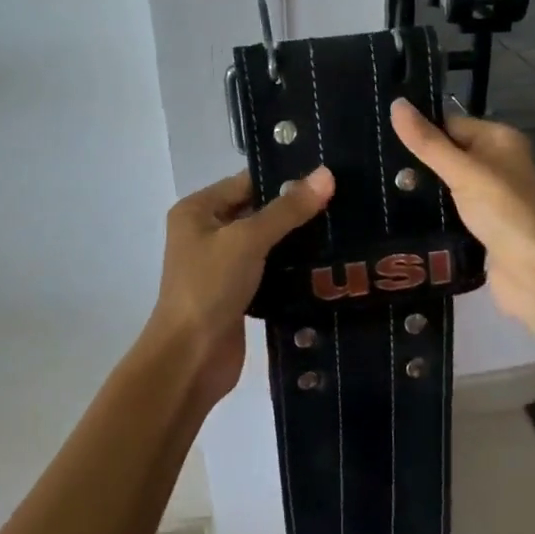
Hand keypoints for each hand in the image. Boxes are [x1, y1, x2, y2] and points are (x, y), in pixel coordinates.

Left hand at [144, 166, 334, 405]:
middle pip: (257, 211)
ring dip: (297, 241)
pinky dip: (291, 268)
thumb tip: (326, 174)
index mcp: (198, 210)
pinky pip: (268, 270)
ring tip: (343, 230)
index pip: (247, 182)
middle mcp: (206, 232)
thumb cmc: (210, 287)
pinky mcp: (236, 293)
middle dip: (295, 210)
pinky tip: (326, 264)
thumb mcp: (248, 240)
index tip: (329, 176)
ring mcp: (221, 265)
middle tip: (343, 203)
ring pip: (266, 242)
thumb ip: (288, 209)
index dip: (285, 178)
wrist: (190, 360)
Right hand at [389, 100, 534, 326]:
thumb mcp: (462, 171)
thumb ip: (428, 142)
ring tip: (377, 191)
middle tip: (374, 168)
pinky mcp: (481, 225)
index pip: (450, 123)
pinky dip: (430, 213)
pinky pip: (448, 210)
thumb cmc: (503, 211)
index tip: (381, 138)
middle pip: (447, 153)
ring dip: (421, 190)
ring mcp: (490, 196)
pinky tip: (400, 216)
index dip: (420, 130)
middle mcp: (497, 163)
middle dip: (416, 162)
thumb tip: (395, 104)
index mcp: (499, 140)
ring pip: (445, 184)